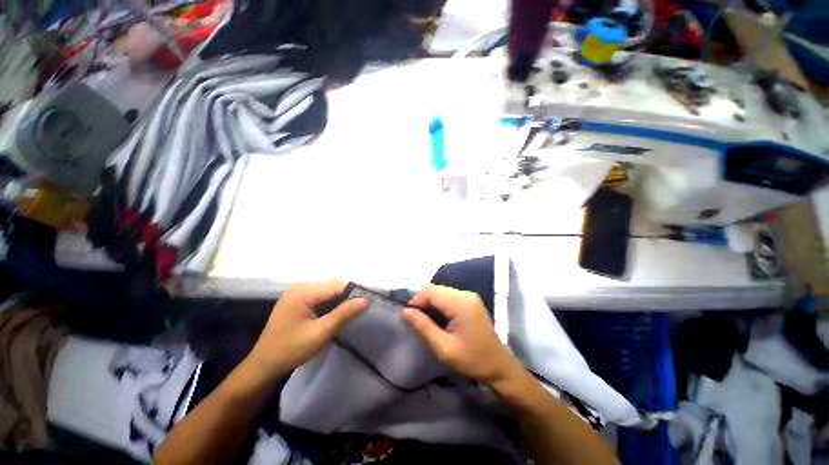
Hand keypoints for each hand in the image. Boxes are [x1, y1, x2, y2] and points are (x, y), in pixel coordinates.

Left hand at [247, 280, 367, 379]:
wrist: (263, 366)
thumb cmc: (290, 350)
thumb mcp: (320, 333)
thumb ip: (343, 315)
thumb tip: (366, 300)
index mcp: (303, 291)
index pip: (336, 284)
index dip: (353, 292)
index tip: (366, 304)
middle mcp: (300, 286)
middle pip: (332, 285)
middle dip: (347, 295)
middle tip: (359, 310)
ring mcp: (298, 292)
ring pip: (328, 289)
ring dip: (340, 299)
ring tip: (350, 312)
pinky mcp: (298, 300)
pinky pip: (321, 295)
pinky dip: (332, 302)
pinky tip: (336, 313)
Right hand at [401, 285, 521, 384]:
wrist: (499, 367)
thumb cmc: (471, 360)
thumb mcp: (443, 348)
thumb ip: (423, 327)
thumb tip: (405, 312)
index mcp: (461, 303)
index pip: (431, 291)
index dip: (416, 300)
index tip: (407, 316)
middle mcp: (466, 294)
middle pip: (436, 289)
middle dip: (422, 301)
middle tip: (415, 320)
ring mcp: (469, 297)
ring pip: (441, 291)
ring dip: (430, 302)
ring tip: (424, 320)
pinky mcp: (470, 301)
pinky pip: (448, 296)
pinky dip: (439, 304)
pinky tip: (437, 318)